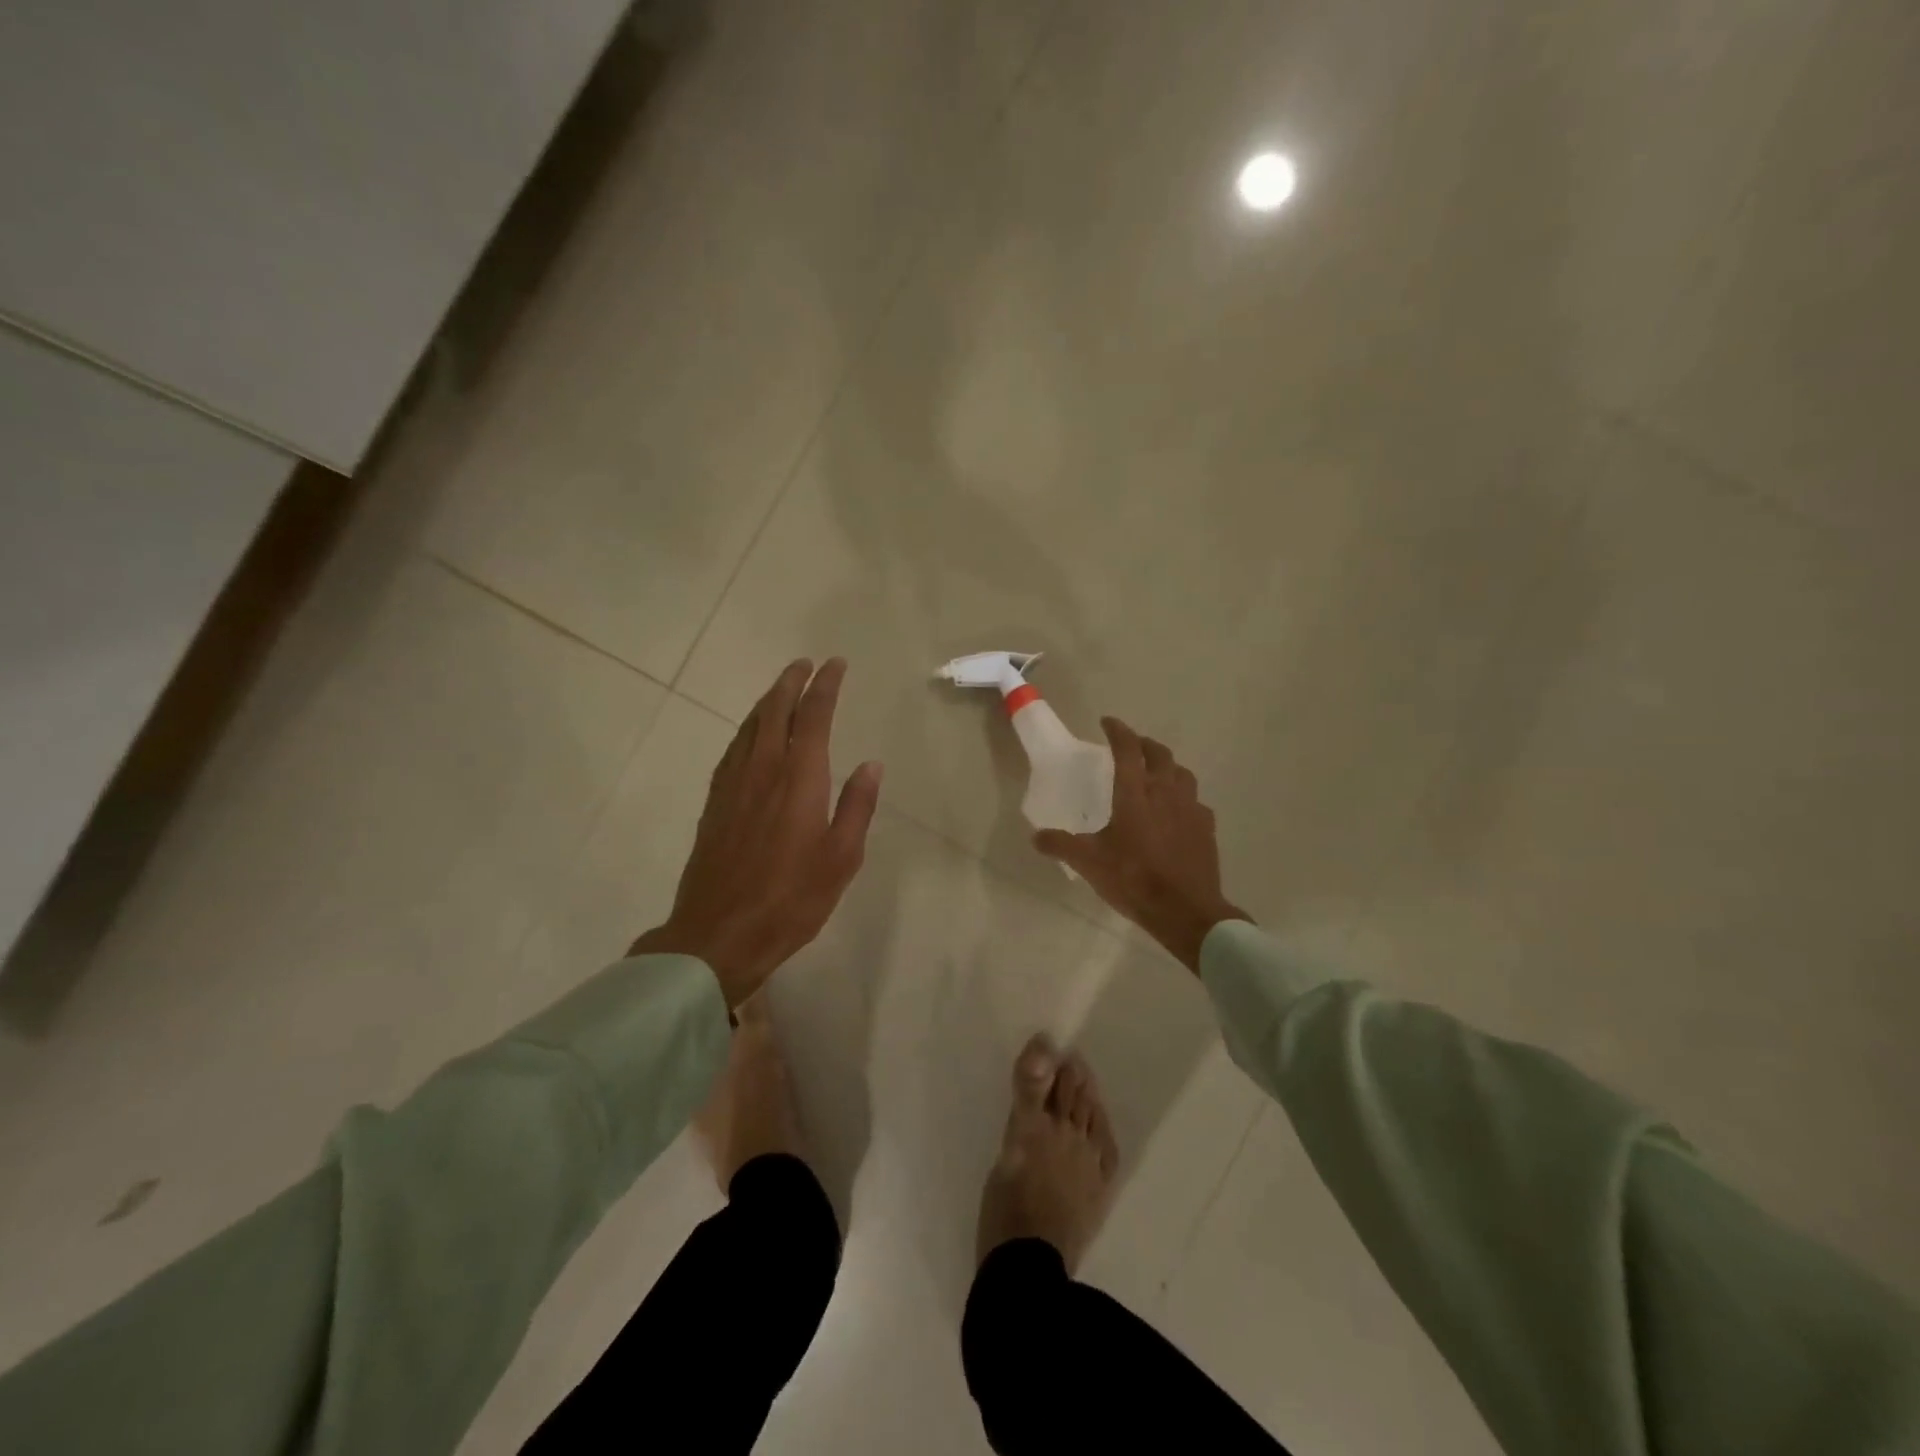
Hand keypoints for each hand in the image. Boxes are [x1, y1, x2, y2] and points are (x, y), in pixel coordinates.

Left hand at [631, 658, 881, 1006]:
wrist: (719, 934)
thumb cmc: (791, 899)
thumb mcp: (841, 858)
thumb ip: (857, 807)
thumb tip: (871, 765)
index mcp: (799, 779)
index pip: (813, 716)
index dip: (825, 686)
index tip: (835, 664)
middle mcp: (763, 770)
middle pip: (774, 711)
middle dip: (791, 682)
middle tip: (805, 664)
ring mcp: (733, 785)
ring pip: (750, 727)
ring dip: (767, 701)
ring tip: (781, 689)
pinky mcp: (715, 803)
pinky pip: (733, 749)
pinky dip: (747, 729)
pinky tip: (751, 735)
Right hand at [1035, 718, 1247, 973]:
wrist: (1186, 910)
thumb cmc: (1134, 879)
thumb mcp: (1089, 863)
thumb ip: (1061, 845)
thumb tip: (1036, 837)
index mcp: (1135, 794)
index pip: (1127, 749)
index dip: (1117, 731)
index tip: (1107, 722)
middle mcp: (1165, 792)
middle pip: (1159, 754)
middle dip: (1144, 744)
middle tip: (1131, 745)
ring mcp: (1190, 809)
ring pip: (1182, 774)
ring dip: (1167, 767)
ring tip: (1156, 774)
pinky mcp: (1206, 828)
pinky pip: (1196, 802)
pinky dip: (1184, 798)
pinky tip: (1177, 812)